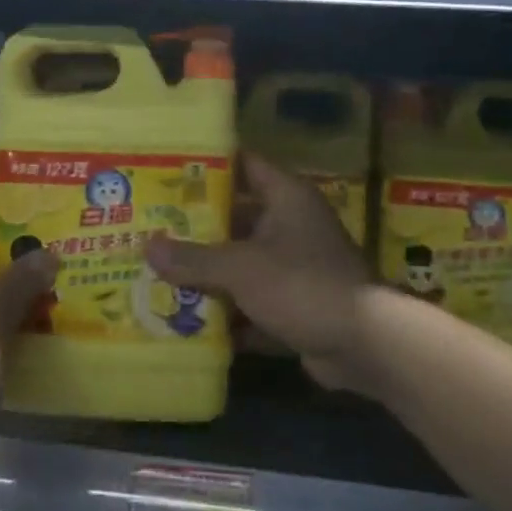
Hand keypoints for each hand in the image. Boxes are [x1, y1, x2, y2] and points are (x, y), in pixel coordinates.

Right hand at [145, 155, 377, 394]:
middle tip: (151, 227)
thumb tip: (147, 247)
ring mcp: (294, 266)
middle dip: (196, 228)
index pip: (243, 165)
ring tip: (158, 272)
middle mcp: (291, 225)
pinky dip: (226, 311)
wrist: (364, 345)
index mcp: (286, 198)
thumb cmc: (302, 285)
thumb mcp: (241, 268)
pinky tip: (187, 320)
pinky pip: (251, 301)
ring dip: (207, 273)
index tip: (167, 169)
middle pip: (236, 217)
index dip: (208, 165)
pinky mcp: (294, 304)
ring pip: (241, 263)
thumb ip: (194, 258)